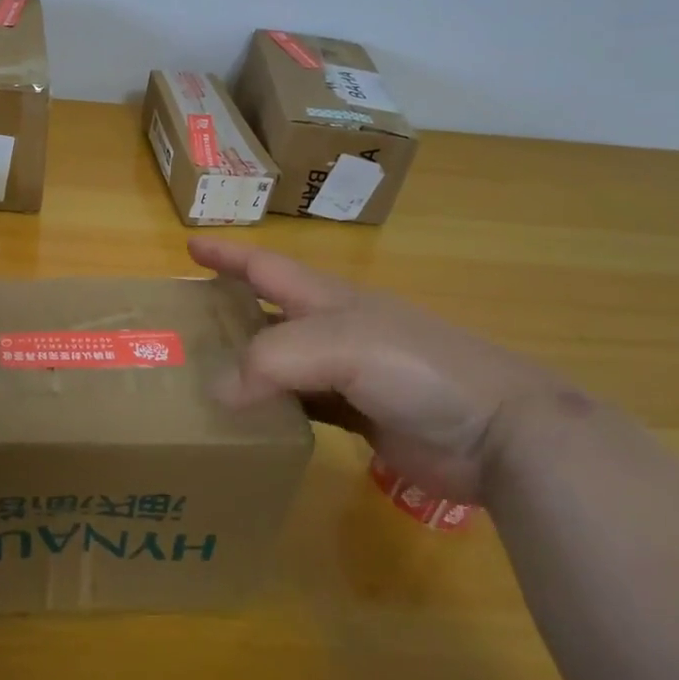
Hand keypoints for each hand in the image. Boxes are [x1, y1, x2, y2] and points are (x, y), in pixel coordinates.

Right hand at [188, 237, 572, 501]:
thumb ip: (274, 360)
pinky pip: (300, 408)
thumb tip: (217, 391)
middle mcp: (334, 331)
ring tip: (200, 378)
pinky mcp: (359, 418)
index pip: (267, 267)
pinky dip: (271, 410)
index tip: (188, 246)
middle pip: (269, 314)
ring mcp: (349, 375)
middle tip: (180, 326)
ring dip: (245, 366)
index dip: (228, 255)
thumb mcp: (343, 346)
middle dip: (227, 312)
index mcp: (330, 299)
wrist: (498, 433)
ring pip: (281, 364)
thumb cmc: (419, 368)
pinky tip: (248, 423)